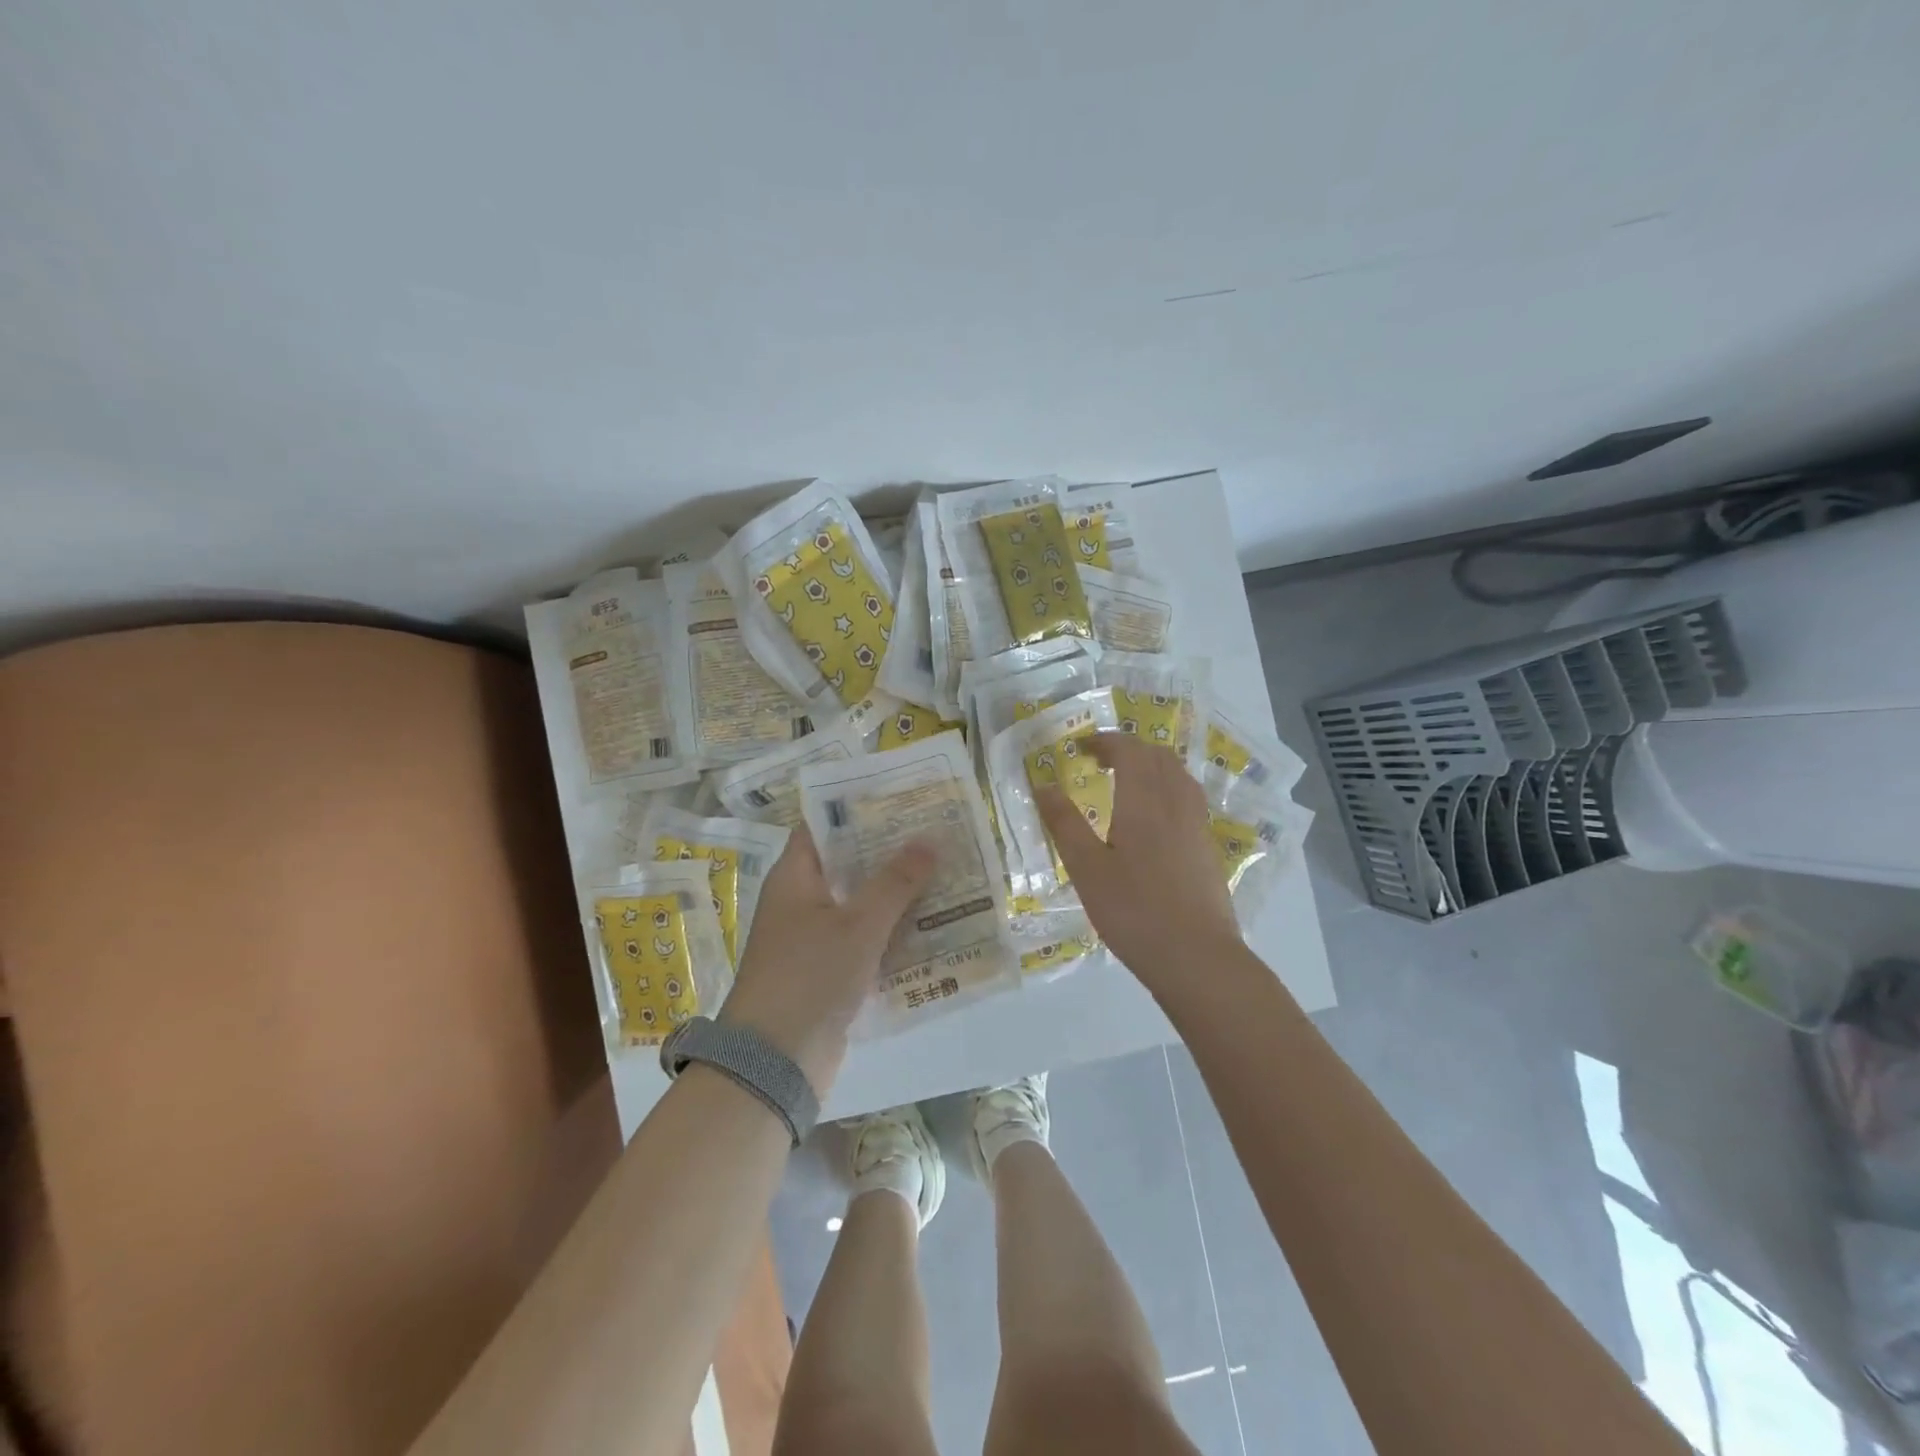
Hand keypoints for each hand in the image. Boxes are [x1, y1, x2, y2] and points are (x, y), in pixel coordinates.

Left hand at [718, 828, 934, 1091]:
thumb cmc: (809, 976)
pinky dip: (893, 932)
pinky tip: (934, 925)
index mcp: (795, 878)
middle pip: (848, 864)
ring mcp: (815, 938)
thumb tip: (929, 839)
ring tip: (946, 873)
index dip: (858, 809)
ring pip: (861, 904)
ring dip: (898, 894)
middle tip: (937, 834)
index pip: (823, 826)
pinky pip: (866, 940)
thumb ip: (895, 882)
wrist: (774, 1062)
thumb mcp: (858, 924)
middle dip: (890, 852)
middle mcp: (802, 901)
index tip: (901, 797)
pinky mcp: (830, 972)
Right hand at [1036, 732, 1239, 988]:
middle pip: (1157, 756)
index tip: (1080, 748)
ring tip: (1126, 782)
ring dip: (1151, 766)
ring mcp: (1197, 825)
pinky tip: (1154, 817)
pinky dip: (1167, 788)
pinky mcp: (1208, 847)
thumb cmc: (1134, 911)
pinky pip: (1188, 797)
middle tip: (1099, 762)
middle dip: (1128, 748)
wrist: (1197, 957)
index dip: (1105, 741)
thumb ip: (1064, 824)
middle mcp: (1175, 802)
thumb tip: (1043, 784)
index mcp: (1143, 801)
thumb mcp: (1086, 869)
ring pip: (1178, 775)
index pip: (1129, 750)